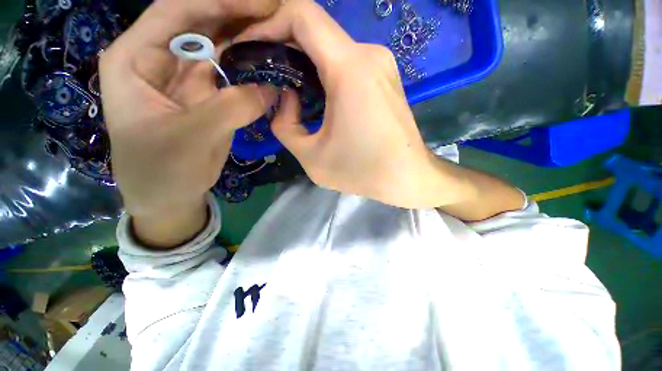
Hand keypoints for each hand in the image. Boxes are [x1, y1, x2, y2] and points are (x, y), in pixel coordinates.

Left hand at [100, 0, 277, 246]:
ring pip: (219, 47)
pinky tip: (270, 64)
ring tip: (279, 34)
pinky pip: (231, 73)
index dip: (218, 2)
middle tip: (277, 14)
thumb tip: (273, 87)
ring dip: (247, 40)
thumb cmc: (162, 170)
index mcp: (135, 59)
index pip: (176, 11)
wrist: (169, 195)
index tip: (260, 3)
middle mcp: (160, 59)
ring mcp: (187, 77)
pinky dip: (250, 68)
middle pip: (200, 23)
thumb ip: (231, 108)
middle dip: (238, 15)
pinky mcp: (208, 96)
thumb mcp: (191, 137)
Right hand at [238, 0, 455, 207]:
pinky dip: (324, 70)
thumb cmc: (362, 171)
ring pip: (331, 47)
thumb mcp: (311, 157)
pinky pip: (347, 62)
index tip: (252, 47)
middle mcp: (369, 55)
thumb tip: (286, 97)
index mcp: (350, 69)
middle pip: (316, 29)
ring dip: (304, 60)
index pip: (302, 15)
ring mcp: (381, 64)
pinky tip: (316, 94)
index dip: (268, 23)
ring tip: (287, 85)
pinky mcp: (385, 77)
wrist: (407, 177)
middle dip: (283, 44)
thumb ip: (285, 126)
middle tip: (264, 70)